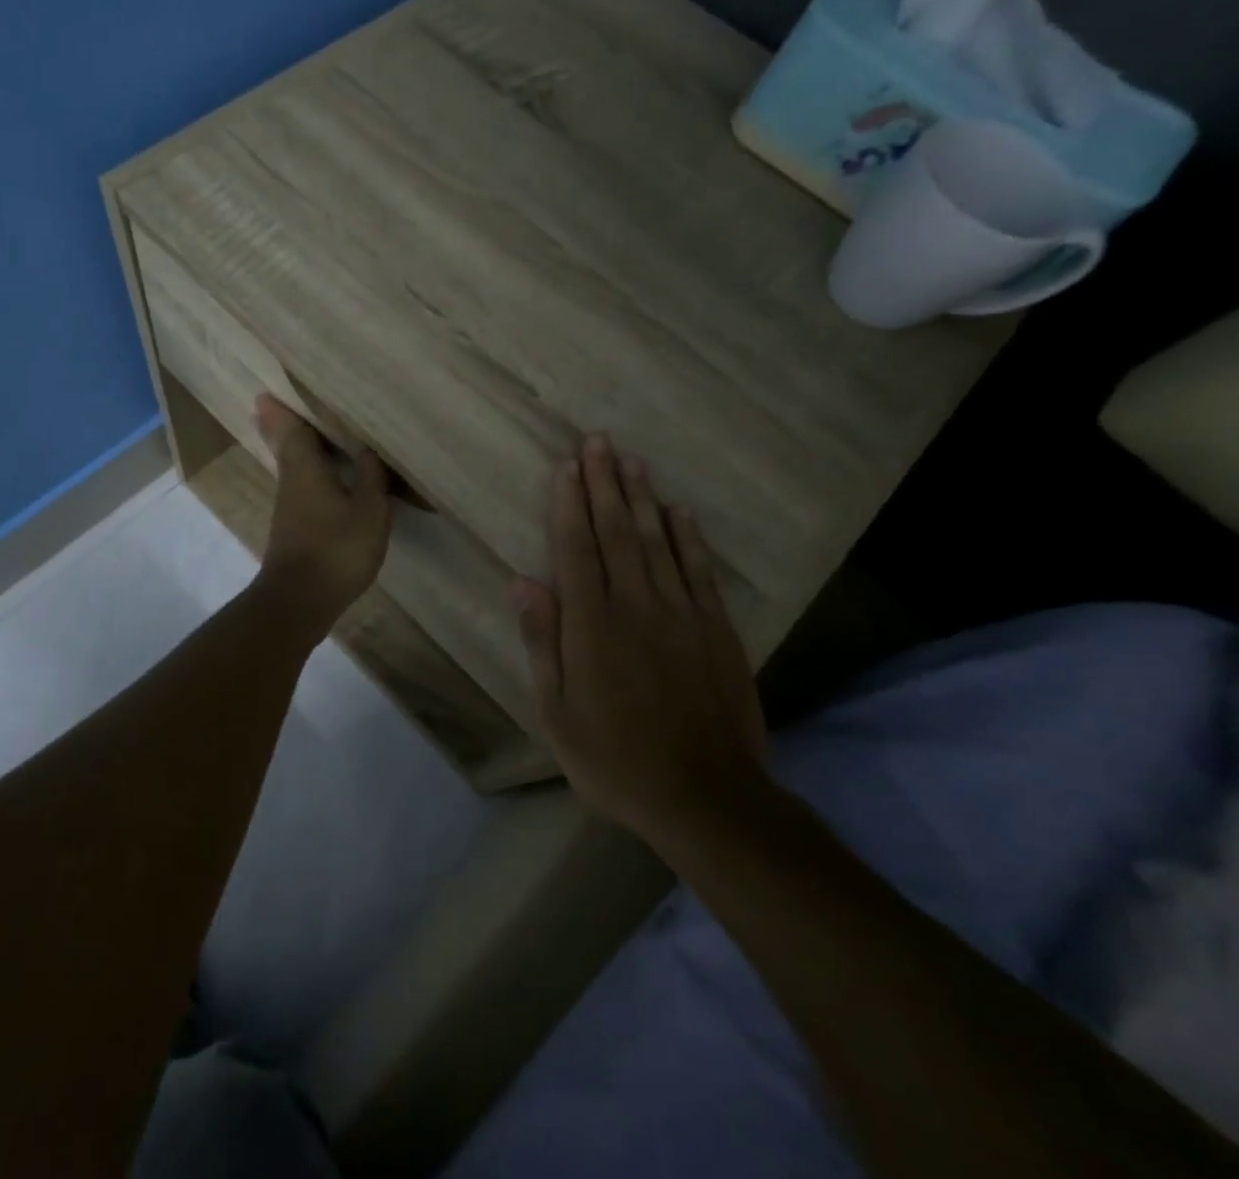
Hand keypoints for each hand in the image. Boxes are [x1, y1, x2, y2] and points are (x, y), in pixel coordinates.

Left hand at [253, 394, 392, 633]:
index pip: (291, 429)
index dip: (282, 410)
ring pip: (291, 467)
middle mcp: (291, 481)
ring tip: (305, 432)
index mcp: (305, 468)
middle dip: (280, 425)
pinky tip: (322, 478)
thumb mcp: (369, 509)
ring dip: (293, 447)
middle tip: (272, 405)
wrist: (300, 600)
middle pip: (284, 446)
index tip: (268, 392)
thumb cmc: (337, 548)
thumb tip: (368, 449)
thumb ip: (372, 476)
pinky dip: (306, 473)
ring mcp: (289, 507)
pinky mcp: (294, 528)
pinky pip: (300, 486)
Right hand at [511, 434, 767, 847]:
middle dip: (604, 483)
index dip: (569, 503)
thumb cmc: (614, 758)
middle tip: (599, 442)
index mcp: (592, 625)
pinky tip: (679, 510)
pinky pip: (699, 571)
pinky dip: (689, 537)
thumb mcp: (557, 710)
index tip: (567, 465)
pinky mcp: (716, 629)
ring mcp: (681, 614)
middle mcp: (635, 605)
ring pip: (658, 541)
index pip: (576, 548)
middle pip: (617, 532)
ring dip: (643, 497)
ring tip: (632, 460)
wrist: (705, 795)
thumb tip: (522, 581)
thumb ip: (543, 640)